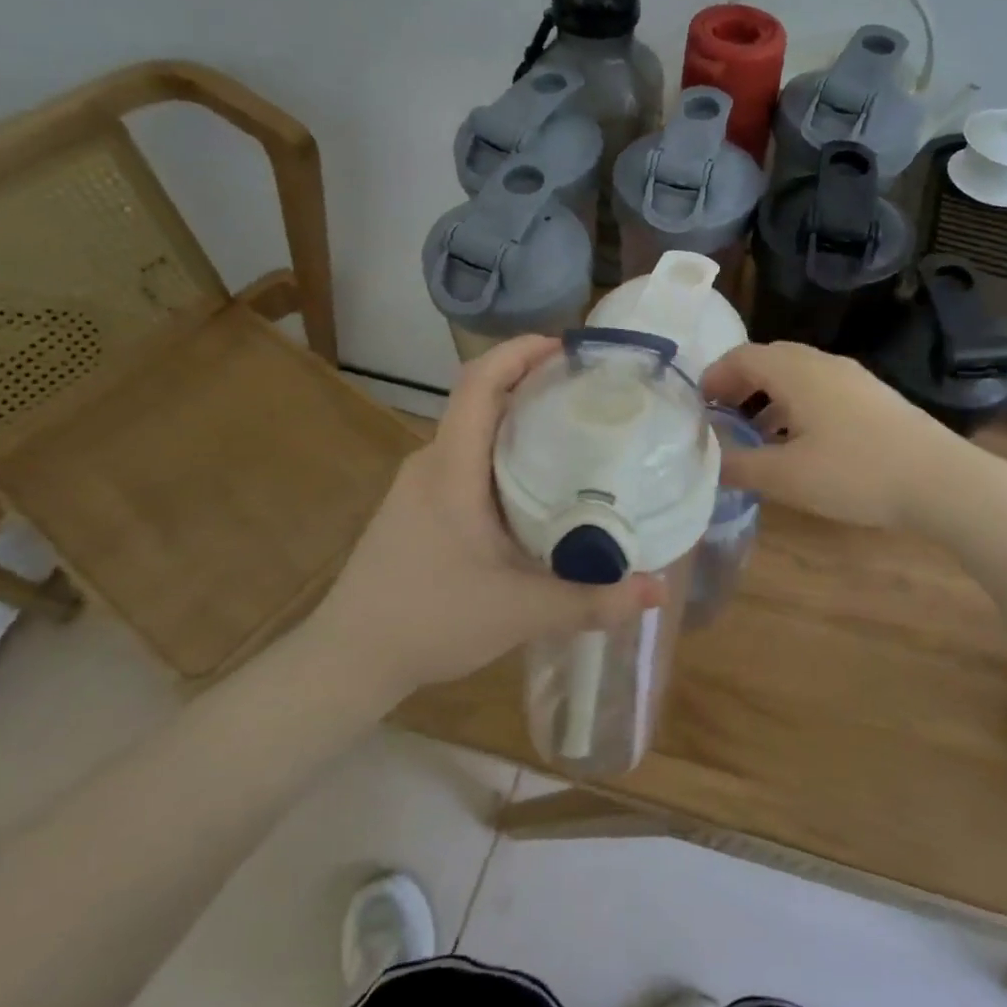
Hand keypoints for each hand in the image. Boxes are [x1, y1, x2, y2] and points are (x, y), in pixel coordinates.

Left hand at [317, 335, 660, 695]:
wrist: (348, 660)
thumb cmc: (429, 620)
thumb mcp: (520, 611)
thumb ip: (591, 600)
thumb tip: (657, 588)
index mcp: (451, 469)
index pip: (479, 383)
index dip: (519, 352)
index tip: (567, 347)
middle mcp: (432, 464)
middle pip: (481, 400)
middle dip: (532, 384)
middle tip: (591, 392)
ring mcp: (419, 486)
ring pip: (473, 433)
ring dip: (517, 422)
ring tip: (573, 432)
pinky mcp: (419, 508)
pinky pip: (466, 461)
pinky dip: (503, 454)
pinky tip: (536, 487)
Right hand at [702, 341, 957, 531]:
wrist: (940, 480)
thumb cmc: (855, 473)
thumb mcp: (786, 476)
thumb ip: (740, 465)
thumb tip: (708, 459)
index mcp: (796, 372)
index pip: (742, 356)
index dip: (714, 377)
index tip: (699, 407)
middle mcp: (822, 363)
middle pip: (769, 359)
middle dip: (739, 384)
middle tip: (722, 417)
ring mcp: (852, 377)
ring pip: (796, 374)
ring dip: (768, 396)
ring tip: (756, 434)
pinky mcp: (872, 396)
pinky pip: (820, 388)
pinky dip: (796, 404)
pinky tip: (800, 442)